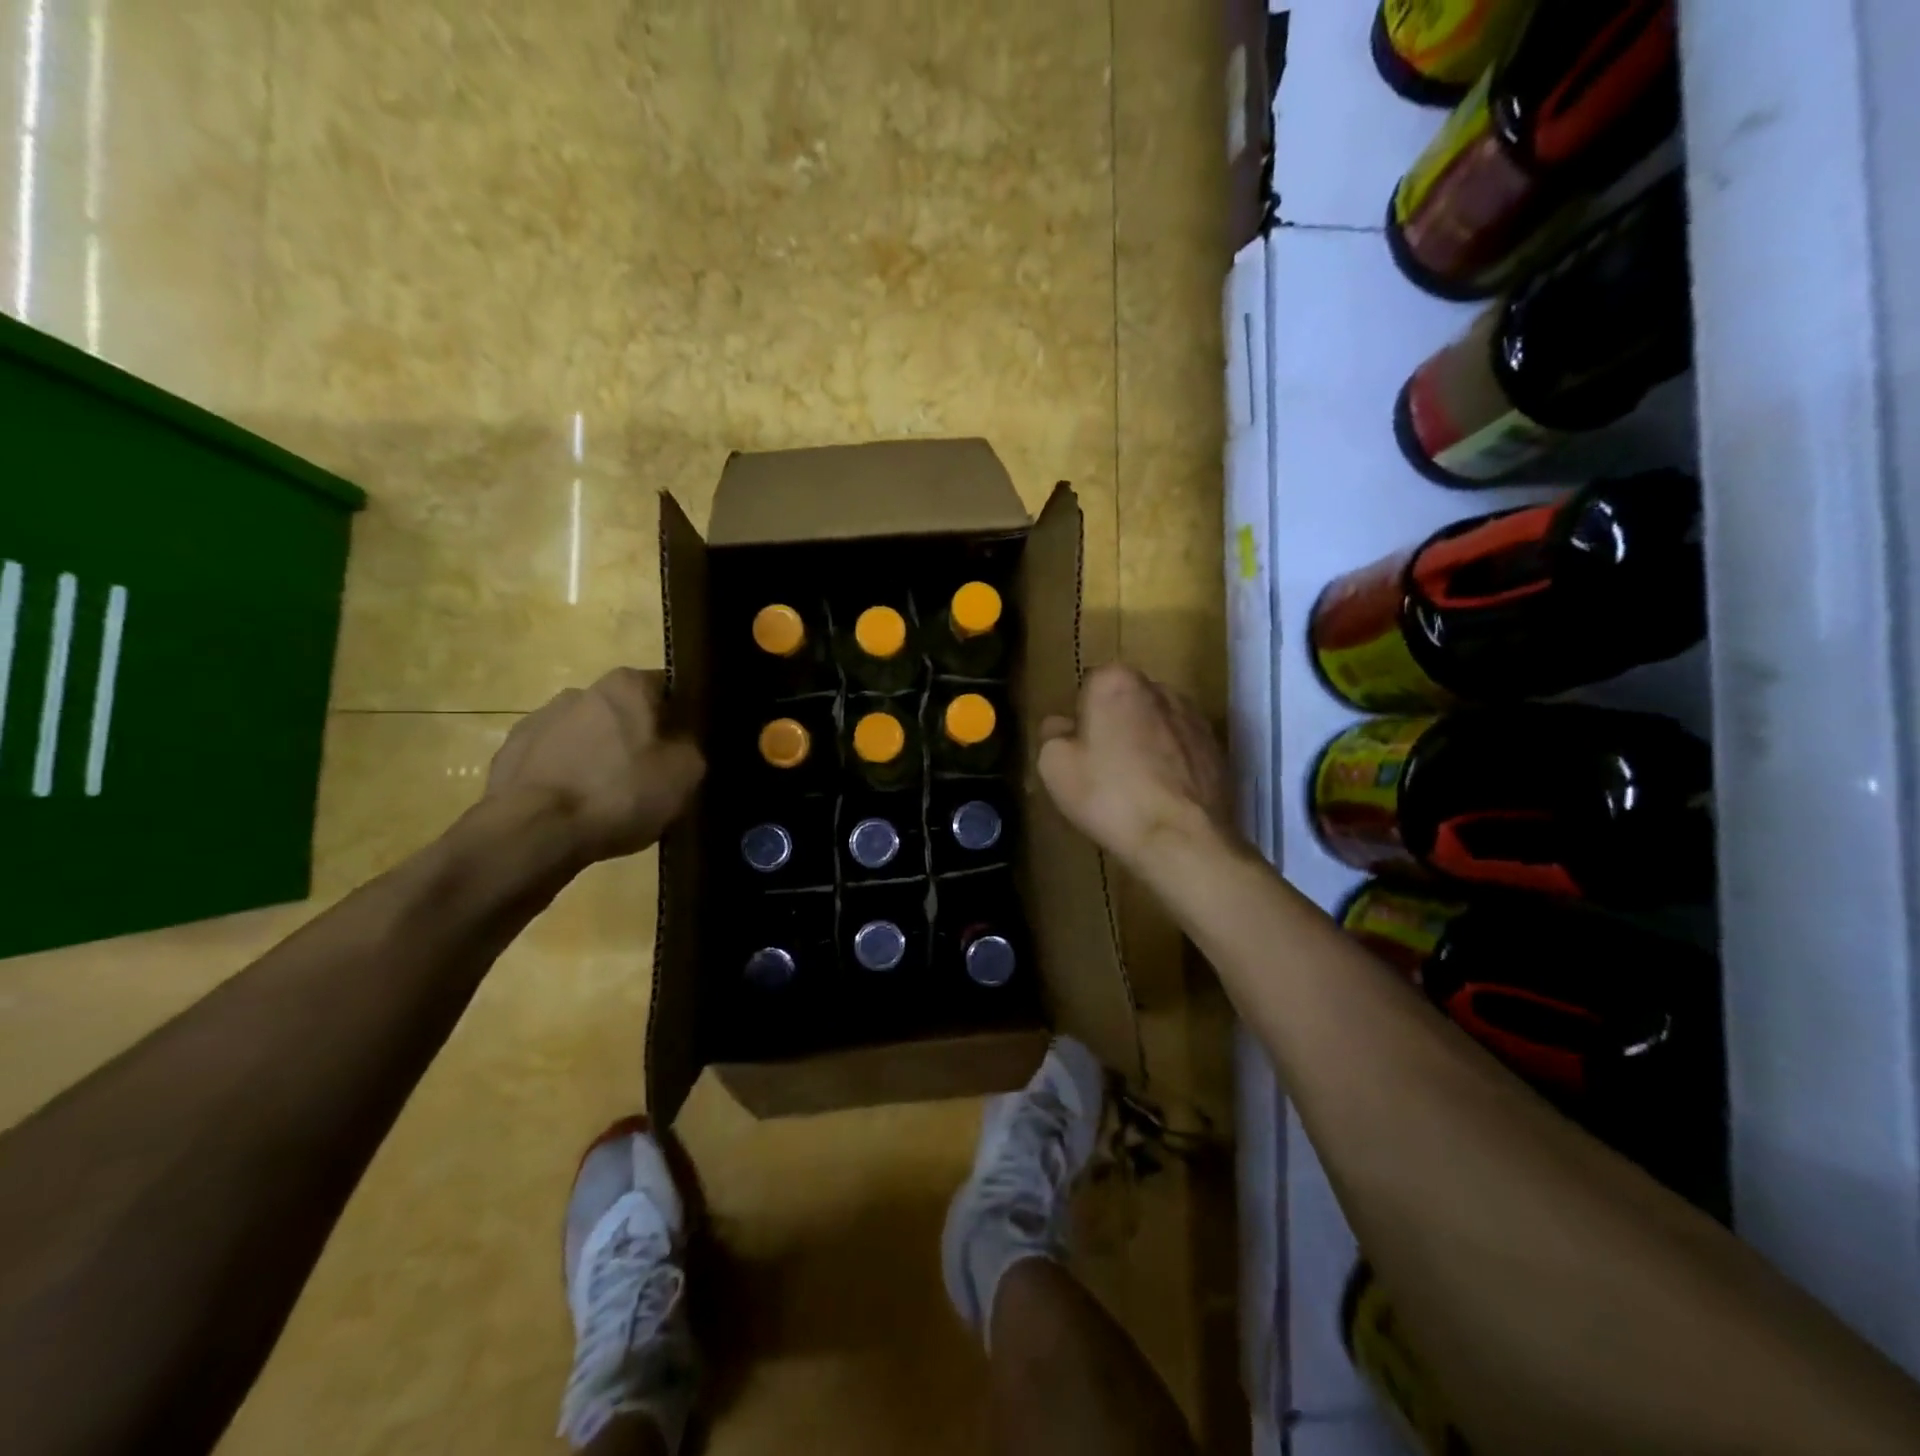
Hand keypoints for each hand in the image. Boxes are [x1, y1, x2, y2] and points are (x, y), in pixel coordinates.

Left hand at [486, 669, 704, 861]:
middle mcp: (580, 691)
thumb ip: (691, 747)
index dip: (680, 718)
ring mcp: (538, 721)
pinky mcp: (509, 755)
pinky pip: (552, 762)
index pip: (666, 688)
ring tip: (609, 801)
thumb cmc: (620, 792)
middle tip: (651, 777)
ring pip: (585, 737)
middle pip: (623, 713)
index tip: (686, 747)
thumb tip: (680, 744)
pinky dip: (566, 779)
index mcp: (626, 686)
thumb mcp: (685, 773)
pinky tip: (576, 811)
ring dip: (598, 758)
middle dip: (636, 738)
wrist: (533, 832)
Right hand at [1037, 663, 1234, 872]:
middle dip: (1115, 725)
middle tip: (1103, 768)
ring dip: (1145, 743)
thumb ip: (1052, 733)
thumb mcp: (1054, 765)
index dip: (1080, 719)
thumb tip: (1063, 726)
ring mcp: (1195, 717)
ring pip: (1157, 724)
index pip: (1089, 686)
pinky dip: (1171, 764)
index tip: (1079, 750)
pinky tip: (1162, 796)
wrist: (1182, 840)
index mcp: (1117, 681)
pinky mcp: (1218, 748)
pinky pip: (1182, 748)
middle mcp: (1160, 688)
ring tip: (1135, 786)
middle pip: (1126, 702)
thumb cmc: (1109, 796)